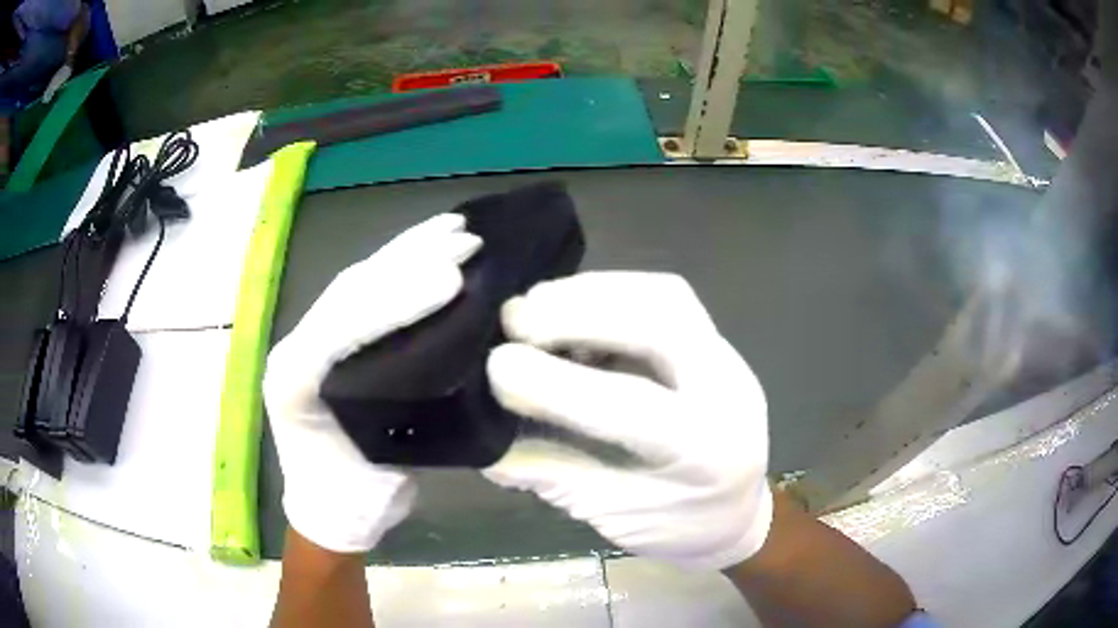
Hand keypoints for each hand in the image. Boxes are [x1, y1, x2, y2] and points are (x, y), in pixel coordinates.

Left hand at [264, 214, 481, 552]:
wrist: (332, 511)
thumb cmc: (354, 499)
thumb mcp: (382, 466)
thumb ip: (402, 413)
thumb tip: (451, 355)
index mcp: (296, 377)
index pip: (344, 324)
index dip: (396, 299)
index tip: (452, 280)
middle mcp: (297, 344)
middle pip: (351, 289)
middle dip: (409, 260)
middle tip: (466, 241)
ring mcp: (313, 338)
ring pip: (358, 281)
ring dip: (408, 250)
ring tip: (455, 228)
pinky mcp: (333, 340)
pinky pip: (364, 293)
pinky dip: (400, 266)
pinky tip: (431, 247)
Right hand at [484, 272, 771, 569]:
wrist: (739, 515)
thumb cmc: (679, 529)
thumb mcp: (613, 517)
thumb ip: (551, 475)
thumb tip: (481, 443)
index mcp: (708, 454)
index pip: (632, 408)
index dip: (559, 385)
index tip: (496, 367)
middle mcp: (730, 392)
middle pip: (664, 324)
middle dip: (582, 312)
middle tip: (514, 317)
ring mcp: (729, 358)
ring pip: (667, 296)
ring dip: (594, 292)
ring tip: (535, 305)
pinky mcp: (716, 342)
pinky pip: (665, 298)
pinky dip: (611, 292)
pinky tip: (572, 307)